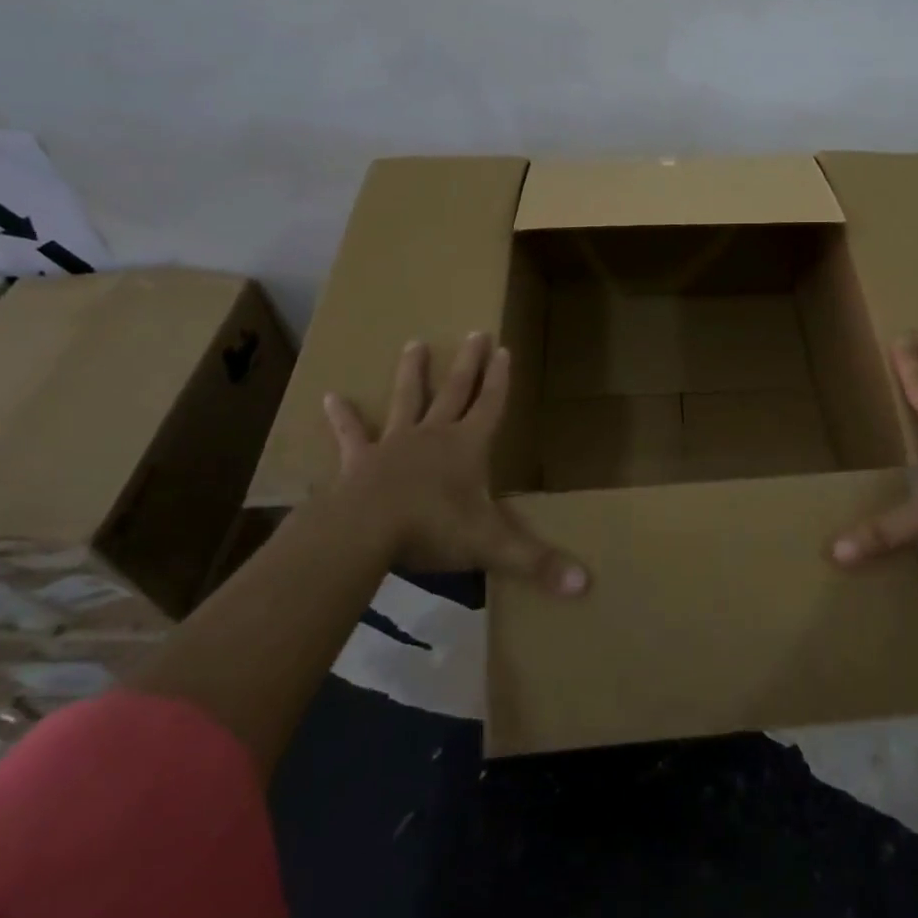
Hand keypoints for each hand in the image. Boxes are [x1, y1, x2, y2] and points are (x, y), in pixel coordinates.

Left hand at [319, 333, 588, 595]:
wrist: (365, 531)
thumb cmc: (434, 529)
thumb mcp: (493, 546)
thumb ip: (539, 563)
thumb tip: (588, 586)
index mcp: (468, 447)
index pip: (491, 404)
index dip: (501, 378)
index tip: (505, 348)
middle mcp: (434, 435)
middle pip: (455, 390)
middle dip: (468, 363)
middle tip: (475, 331)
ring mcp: (395, 444)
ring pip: (407, 400)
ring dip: (412, 373)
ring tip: (414, 344)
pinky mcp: (360, 461)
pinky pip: (352, 435)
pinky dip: (343, 418)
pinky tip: (329, 397)